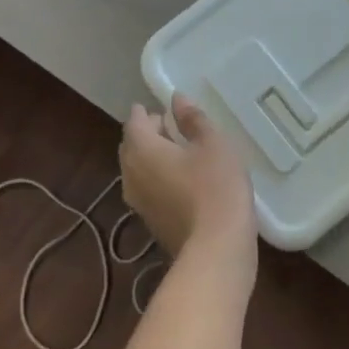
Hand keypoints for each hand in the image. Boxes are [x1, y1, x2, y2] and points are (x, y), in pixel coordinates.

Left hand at [120, 95, 257, 262]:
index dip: (145, 112)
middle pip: (132, 147)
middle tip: (170, 125)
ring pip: (138, 171)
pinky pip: (148, 190)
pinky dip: (159, 178)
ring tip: (178, 150)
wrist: (216, 249)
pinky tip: (182, 179)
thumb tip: (177, 99)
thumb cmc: (216, 186)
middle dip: (147, 134)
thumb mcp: (212, 144)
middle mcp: (131, 175)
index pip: (134, 123)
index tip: (157, 106)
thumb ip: (193, 119)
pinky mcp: (151, 223)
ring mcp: (139, 203)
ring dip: (152, 157)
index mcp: (142, 151)